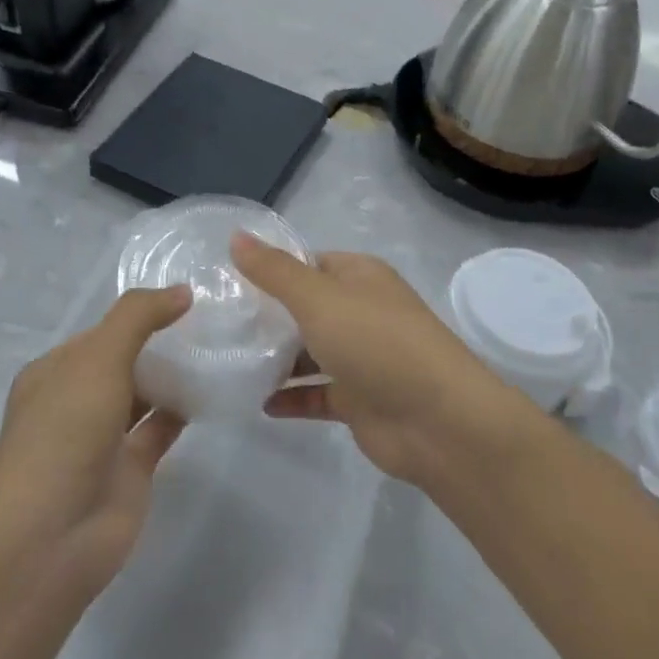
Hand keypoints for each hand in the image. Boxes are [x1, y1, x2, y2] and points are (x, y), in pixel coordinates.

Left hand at [0, 286, 191, 597]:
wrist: (49, 539)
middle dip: (161, 343)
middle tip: (215, 320)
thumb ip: (137, 318)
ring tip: (220, 347)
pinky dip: (184, 411)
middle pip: (125, 361)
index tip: (189, 298)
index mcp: (56, 371)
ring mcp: (104, 438)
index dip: (140, 314)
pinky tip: (215, 389)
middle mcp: (78, 400)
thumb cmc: (63, 434)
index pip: (103, 331)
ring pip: (145, 395)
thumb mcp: (96, 359)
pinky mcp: (131, 470)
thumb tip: (182, 291)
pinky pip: (161, 429)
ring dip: (175, 375)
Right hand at [232, 235, 519, 486]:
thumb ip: (274, 271)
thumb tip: (235, 236)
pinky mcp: (358, 400)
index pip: (309, 262)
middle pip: (306, 308)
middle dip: (268, 315)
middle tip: (220, 323)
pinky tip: (259, 402)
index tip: (228, 281)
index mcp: (360, 277)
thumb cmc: (377, 343)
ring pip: (310, 352)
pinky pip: (316, 393)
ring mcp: (362, 358)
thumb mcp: (319, 298)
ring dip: (276, 358)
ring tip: (230, 361)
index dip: (272, 268)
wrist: (439, 422)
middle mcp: (362, 312)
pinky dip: (291, 396)